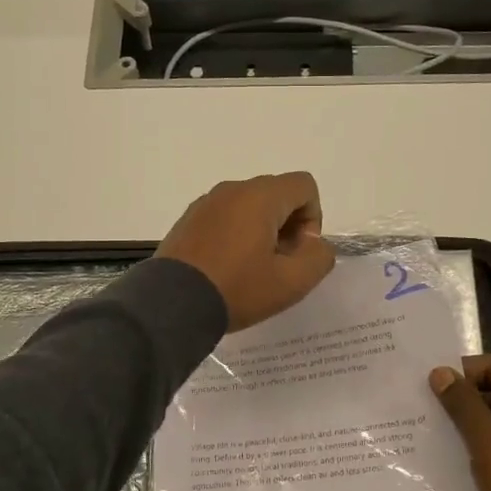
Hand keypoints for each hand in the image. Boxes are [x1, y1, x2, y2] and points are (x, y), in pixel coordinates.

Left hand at [157, 172, 335, 330]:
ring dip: (262, 232)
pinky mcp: (188, 220)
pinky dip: (236, 236)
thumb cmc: (237, 289)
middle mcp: (232, 189)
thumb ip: (319, 257)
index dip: (313, 219)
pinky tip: (227, 269)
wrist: (172, 304)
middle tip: (278, 266)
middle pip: (277, 195)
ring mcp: (206, 203)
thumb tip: (314, 244)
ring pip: (249, 207)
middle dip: (288, 227)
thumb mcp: (292, 282)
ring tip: (252, 271)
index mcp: (260, 196)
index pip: (304, 186)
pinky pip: (225, 218)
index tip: (298, 253)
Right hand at [430, 355, 490, 490]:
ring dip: (475, 428)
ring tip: (438, 436)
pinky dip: (488, 451)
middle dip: (467, 401)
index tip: (432, 386)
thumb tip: (441, 372)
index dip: (465, 371)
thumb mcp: (488, 442)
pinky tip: (461, 463)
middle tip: (429, 412)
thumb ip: (463, 404)